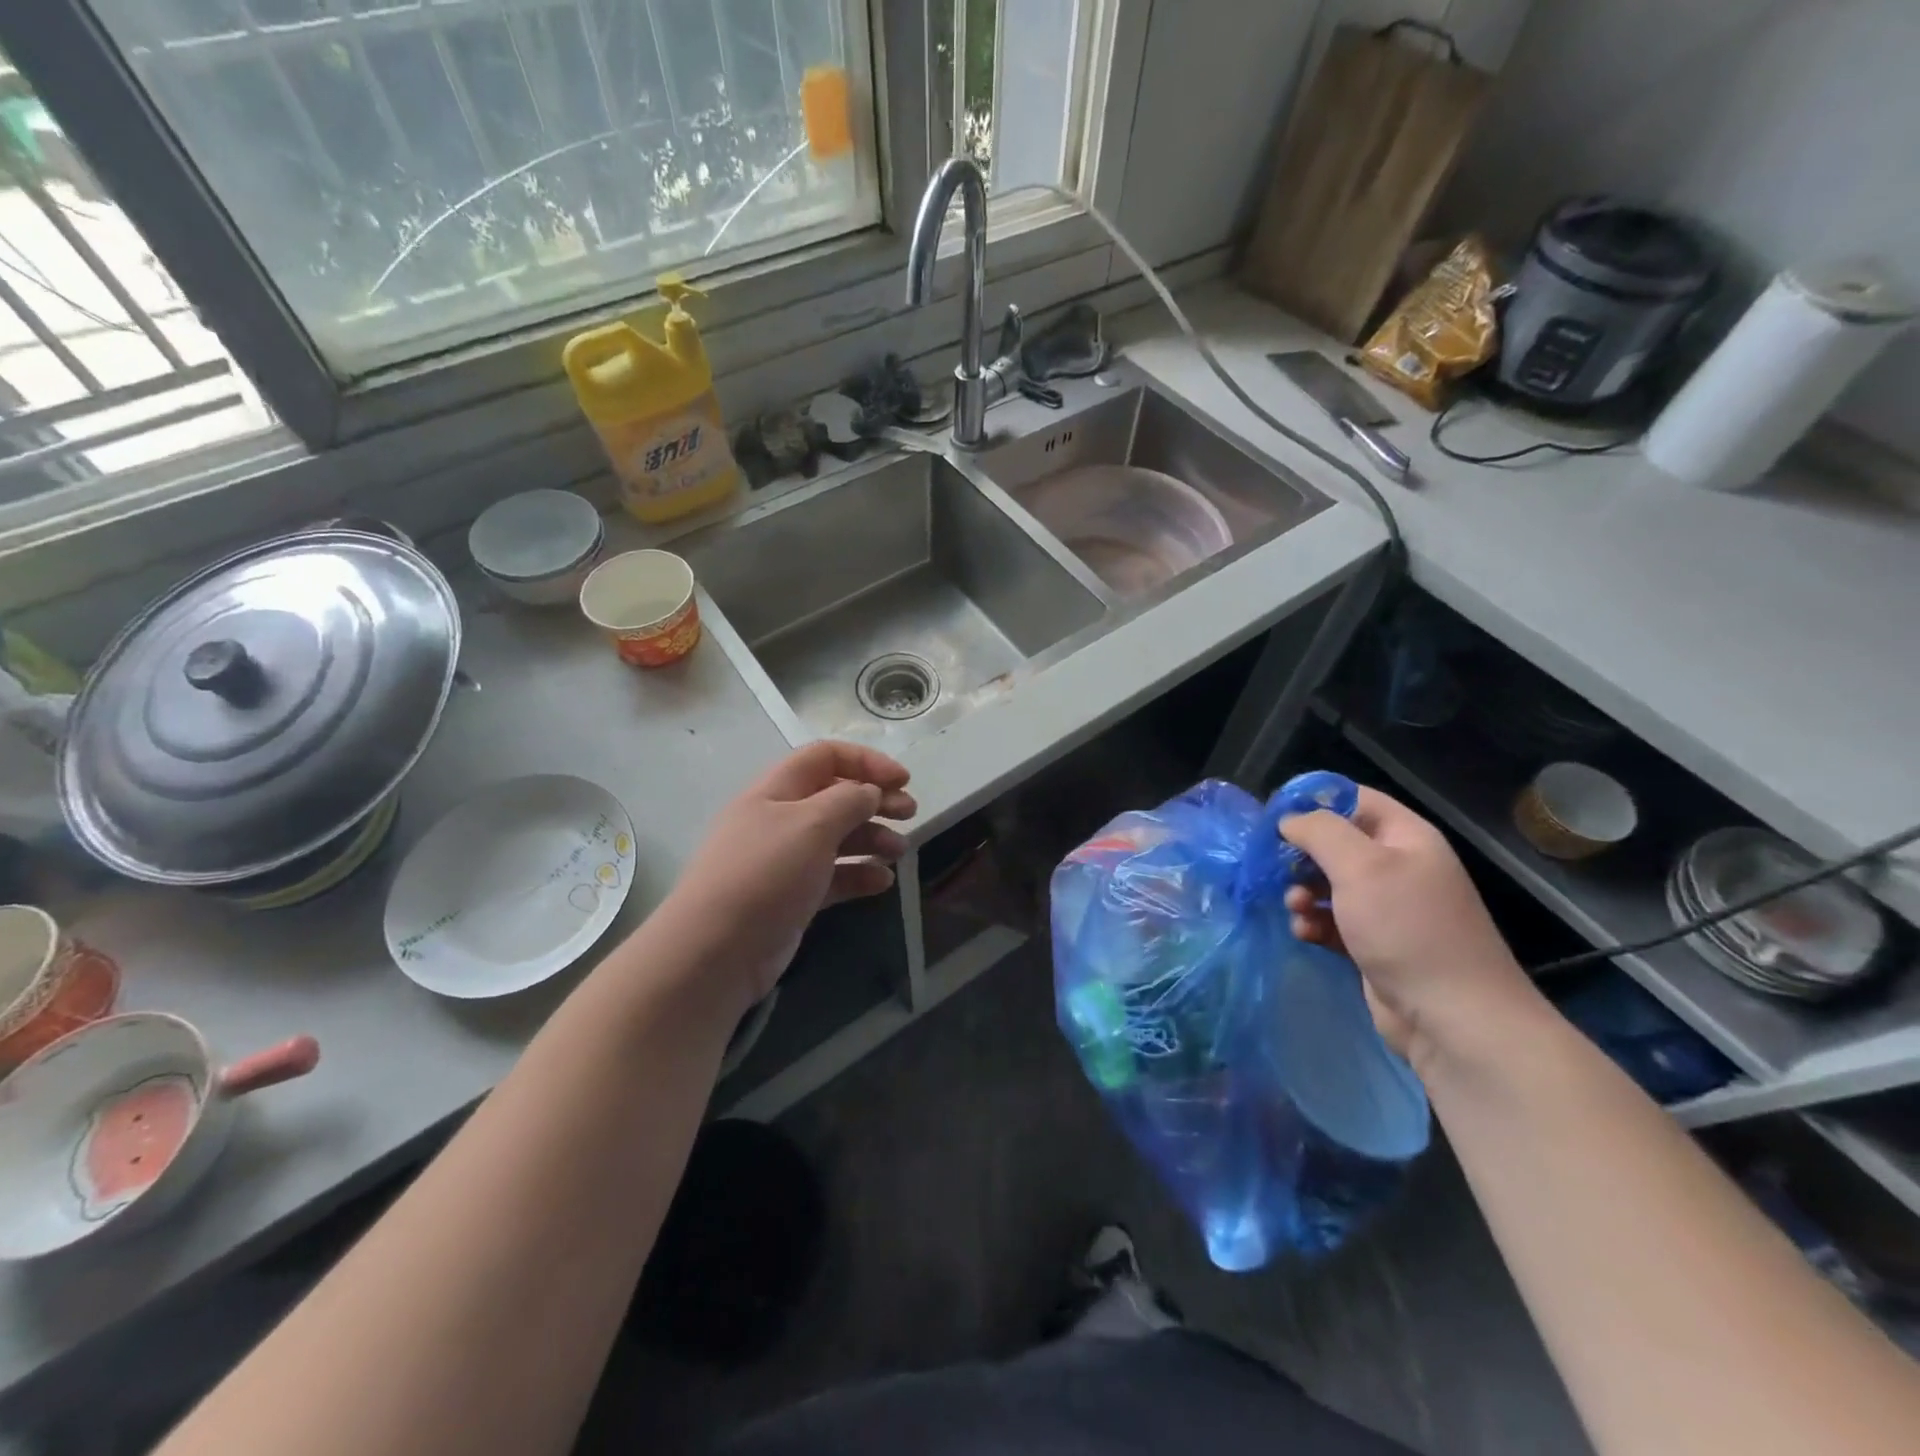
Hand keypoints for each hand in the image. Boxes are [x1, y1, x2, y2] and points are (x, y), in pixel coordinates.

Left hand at [662, 741, 915, 1008]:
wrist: (716, 951)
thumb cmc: (765, 874)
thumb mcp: (811, 825)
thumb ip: (848, 800)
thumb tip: (870, 792)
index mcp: (776, 790)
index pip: (825, 757)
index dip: (866, 761)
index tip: (902, 780)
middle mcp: (780, 819)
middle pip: (835, 797)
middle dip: (876, 800)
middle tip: (911, 813)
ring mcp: (785, 860)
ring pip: (837, 838)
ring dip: (872, 839)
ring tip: (900, 852)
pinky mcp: (792, 897)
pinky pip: (833, 877)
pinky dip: (859, 875)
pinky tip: (883, 883)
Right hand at [1280, 786, 1539, 1068]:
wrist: (1452, 1017)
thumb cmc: (1406, 928)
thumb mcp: (1361, 867)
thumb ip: (1320, 831)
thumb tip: (1289, 819)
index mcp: (1404, 837)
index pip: (1353, 799)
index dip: (1313, 801)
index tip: (1274, 818)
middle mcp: (1396, 866)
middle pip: (1334, 843)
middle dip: (1300, 854)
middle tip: (1276, 869)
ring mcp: (1385, 907)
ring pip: (1327, 884)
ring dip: (1302, 892)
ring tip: (1295, 908)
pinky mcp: (1372, 943)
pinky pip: (1331, 920)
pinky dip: (1313, 923)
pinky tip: (1305, 934)